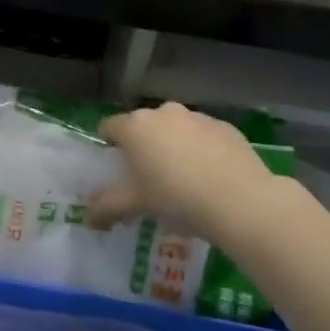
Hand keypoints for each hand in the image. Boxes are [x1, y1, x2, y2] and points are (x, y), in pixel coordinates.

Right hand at [88, 102, 280, 246]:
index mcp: (136, 126)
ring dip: (174, 147)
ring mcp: (197, 117)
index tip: (115, 170)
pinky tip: (211, 178)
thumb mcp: (136, 205)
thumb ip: (107, 208)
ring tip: (183, 181)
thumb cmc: (177, 197)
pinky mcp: (226, 127)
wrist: (241, 200)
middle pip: (144, 127)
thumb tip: (88, 218)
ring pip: (176, 129)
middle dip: (144, 147)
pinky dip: (202, 150)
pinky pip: (204, 137)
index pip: (109, 127)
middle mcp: (164, 112)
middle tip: (149, 180)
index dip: (108, 147)